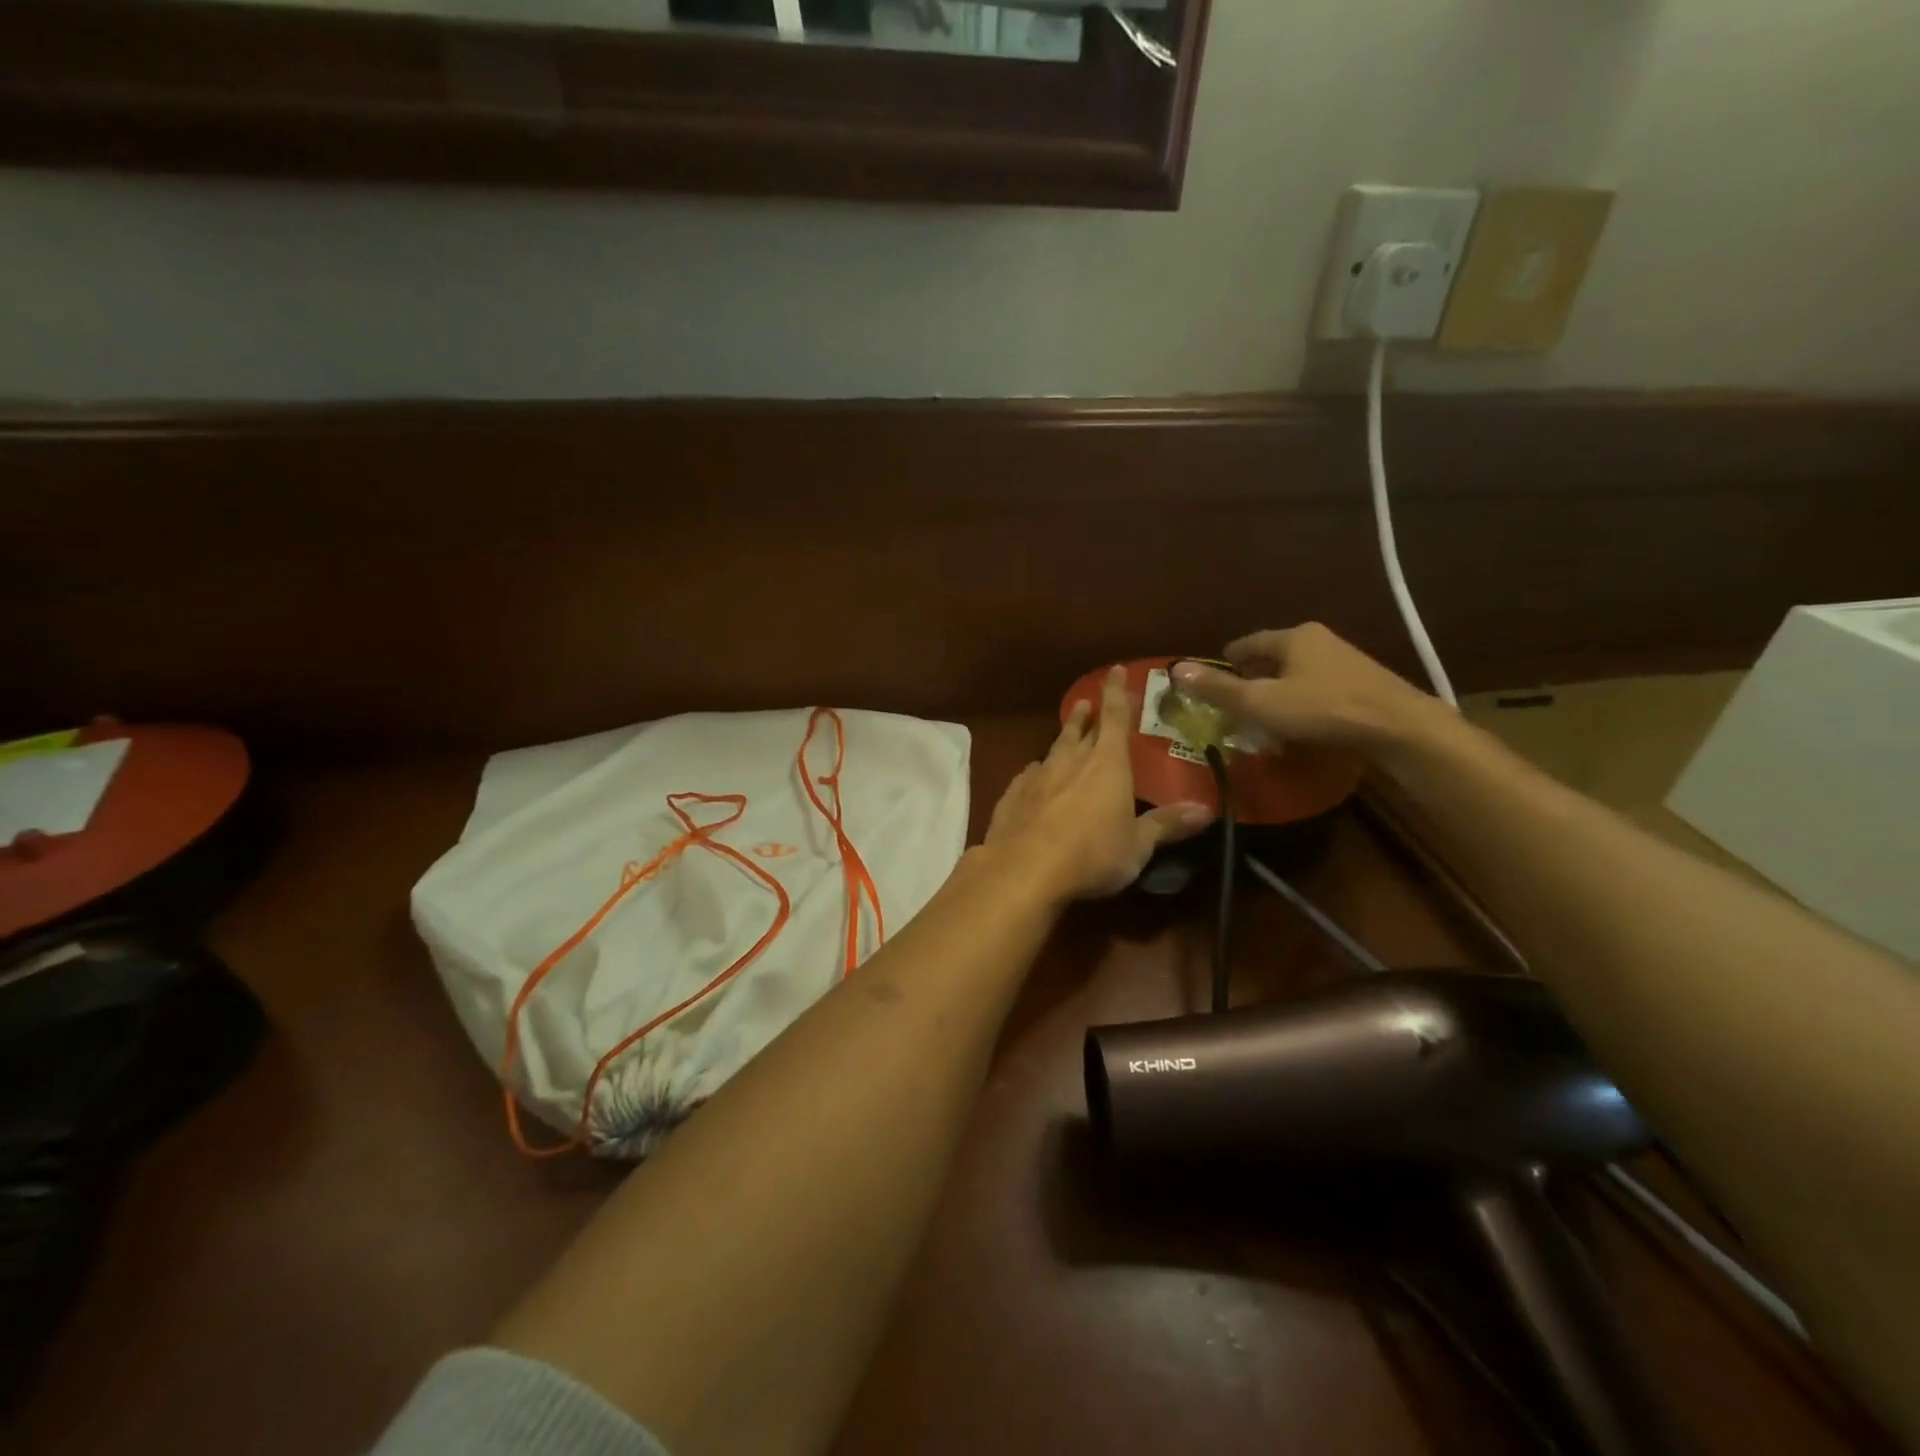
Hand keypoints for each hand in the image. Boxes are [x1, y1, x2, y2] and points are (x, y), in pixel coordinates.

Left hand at [985, 666, 1213, 899]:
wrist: (1024, 869)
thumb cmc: (1092, 854)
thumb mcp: (1137, 845)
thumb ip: (1166, 825)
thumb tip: (1205, 810)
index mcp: (1107, 764)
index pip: (1114, 718)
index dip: (1116, 693)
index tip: (1114, 671)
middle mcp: (1070, 761)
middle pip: (1080, 730)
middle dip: (1086, 715)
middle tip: (1087, 703)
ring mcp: (1037, 777)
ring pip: (1053, 749)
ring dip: (1063, 738)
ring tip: (1067, 731)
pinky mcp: (1012, 796)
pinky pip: (1028, 776)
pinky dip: (1036, 772)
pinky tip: (1033, 775)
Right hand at [1170, 623, 1450, 750]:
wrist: (1399, 728)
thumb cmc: (1322, 710)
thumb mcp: (1261, 703)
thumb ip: (1219, 689)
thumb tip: (1176, 670)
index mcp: (1293, 637)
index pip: (1249, 642)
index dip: (1227, 658)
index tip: (1213, 672)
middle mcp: (1320, 640)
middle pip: (1275, 655)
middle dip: (1253, 674)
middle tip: (1233, 695)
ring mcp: (1346, 661)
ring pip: (1298, 671)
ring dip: (1278, 688)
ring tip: (1262, 712)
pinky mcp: (1364, 684)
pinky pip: (1319, 686)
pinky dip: (1301, 699)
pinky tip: (1299, 721)